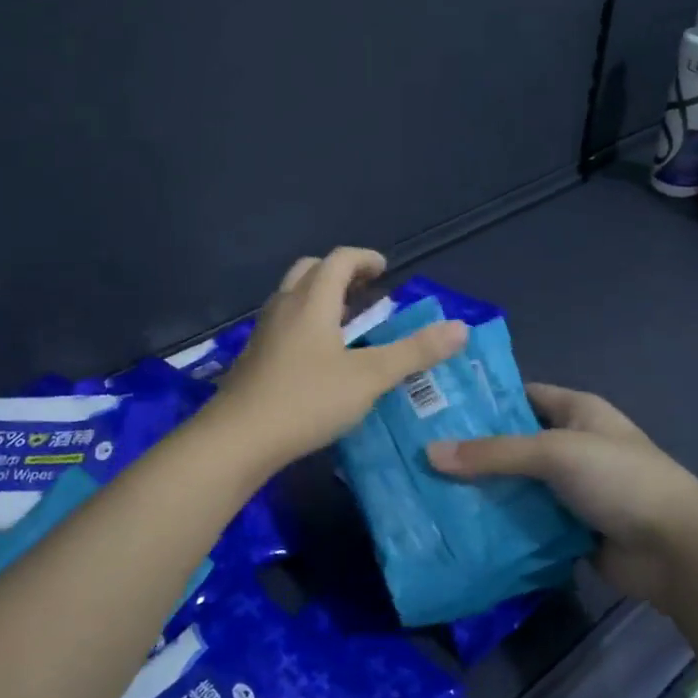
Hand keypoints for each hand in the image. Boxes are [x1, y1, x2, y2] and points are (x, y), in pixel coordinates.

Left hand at [214, 248, 467, 468]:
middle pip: (311, 270)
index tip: (385, 270)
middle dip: (340, 273)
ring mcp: (264, 331)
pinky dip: (305, 321)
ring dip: (320, 297)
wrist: (237, 438)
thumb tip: (460, 328)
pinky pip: (283, 322)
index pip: (340, 259)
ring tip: (346, 323)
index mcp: (312, 301)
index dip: (365, 259)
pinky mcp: (254, 356)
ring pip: (293, 296)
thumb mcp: (369, 378)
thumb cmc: (307, 400)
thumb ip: (414, 352)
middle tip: (366, 292)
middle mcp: (284, 306)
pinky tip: (318, 356)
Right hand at [426, 383, 697, 602]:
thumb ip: (494, 454)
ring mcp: (572, 489)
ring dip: (484, 491)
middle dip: (474, 452)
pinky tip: (461, 527)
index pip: (521, 395)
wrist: (677, 549)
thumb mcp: (555, 453)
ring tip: (429, 493)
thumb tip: (430, 454)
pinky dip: (501, 524)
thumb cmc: (620, 479)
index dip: (483, 400)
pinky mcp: (570, 528)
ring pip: (518, 485)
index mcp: (577, 411)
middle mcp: (573, 445)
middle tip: (420, 456)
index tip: (436, 408)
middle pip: (514, 443)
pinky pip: (527, 520)